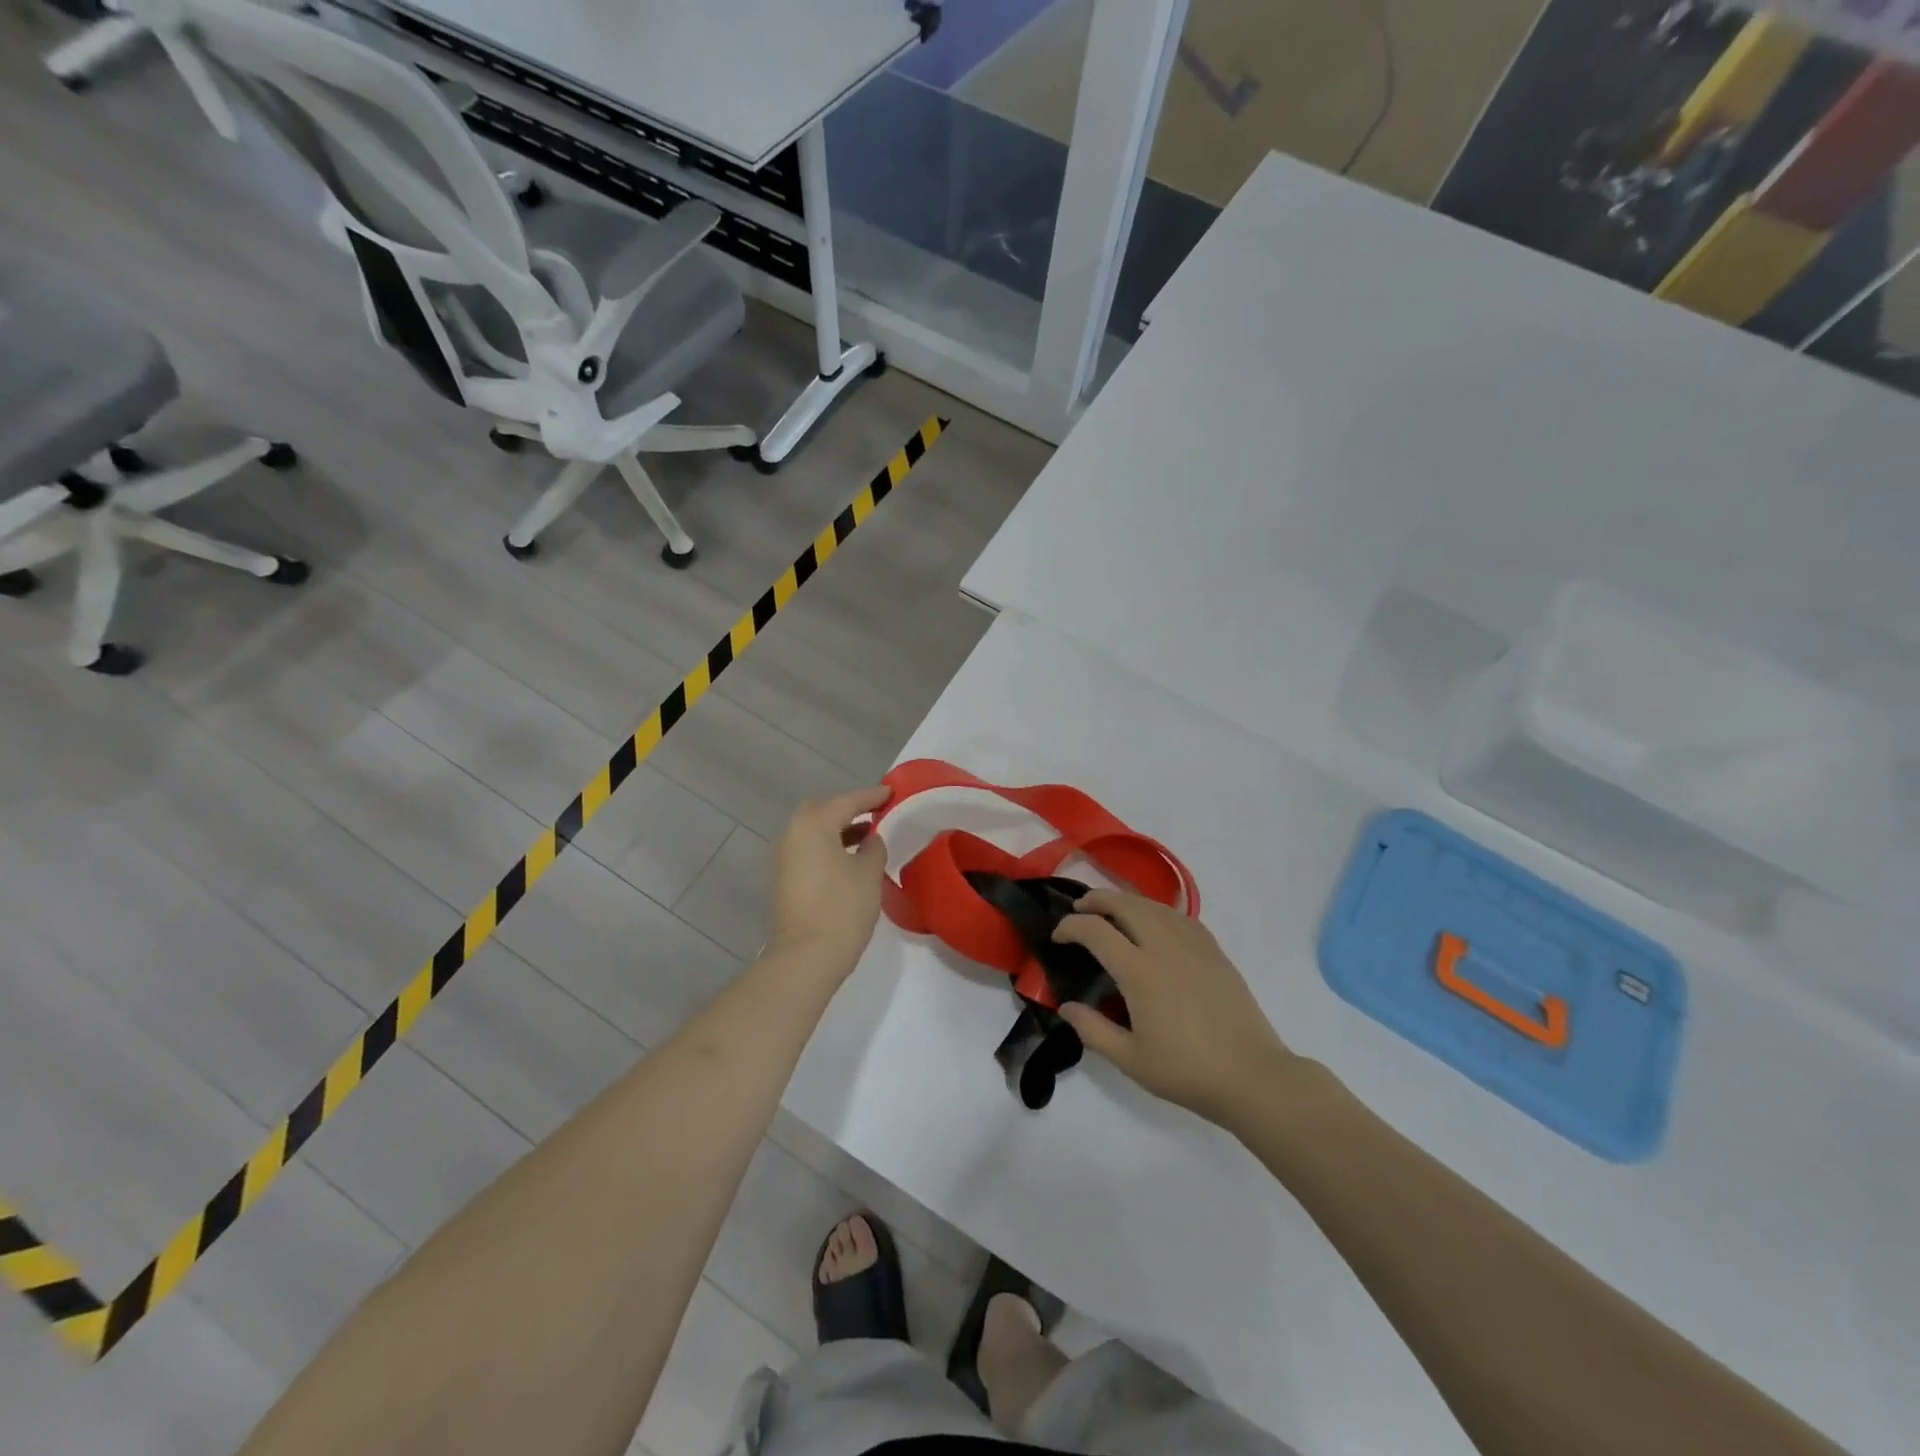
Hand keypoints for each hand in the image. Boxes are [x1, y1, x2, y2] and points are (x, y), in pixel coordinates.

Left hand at [767, 787, 891, 978]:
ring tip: (867, 838)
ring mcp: (783, 858)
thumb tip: (869, 839)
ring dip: (837, 830)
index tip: (891, 792)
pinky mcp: (783, 880)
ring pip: (812, 831)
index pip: (847, 801)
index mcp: (813, 824)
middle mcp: (792, 834)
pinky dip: (827, 847)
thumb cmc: (842, 908)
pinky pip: (808, 850)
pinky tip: (848, 860)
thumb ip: (873, 848)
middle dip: (848, 809)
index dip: (872, 797)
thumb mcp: (868, 873)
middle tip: (875, 814)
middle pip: (822, 811)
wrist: (805, 957)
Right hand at [1054, 890, 1296, 1127]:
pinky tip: (1155, 922)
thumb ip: (1093, 1030)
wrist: (1252, 1077)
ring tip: (1112, 911)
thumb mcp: (1130, 1060)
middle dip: (1097, 899)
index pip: (1096, 931)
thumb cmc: (1187, 1072)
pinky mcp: (1215, 953)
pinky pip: (1181, 917)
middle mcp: (1165, 947)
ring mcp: (1194, 946)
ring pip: (1154, 906)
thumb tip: (1066, 1006)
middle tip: (1079, 908)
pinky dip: (1158, 911)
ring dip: (1126, 901)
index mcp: (1140, 972)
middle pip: (1125, 904)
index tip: (1058, 936)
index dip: (1070, 926)